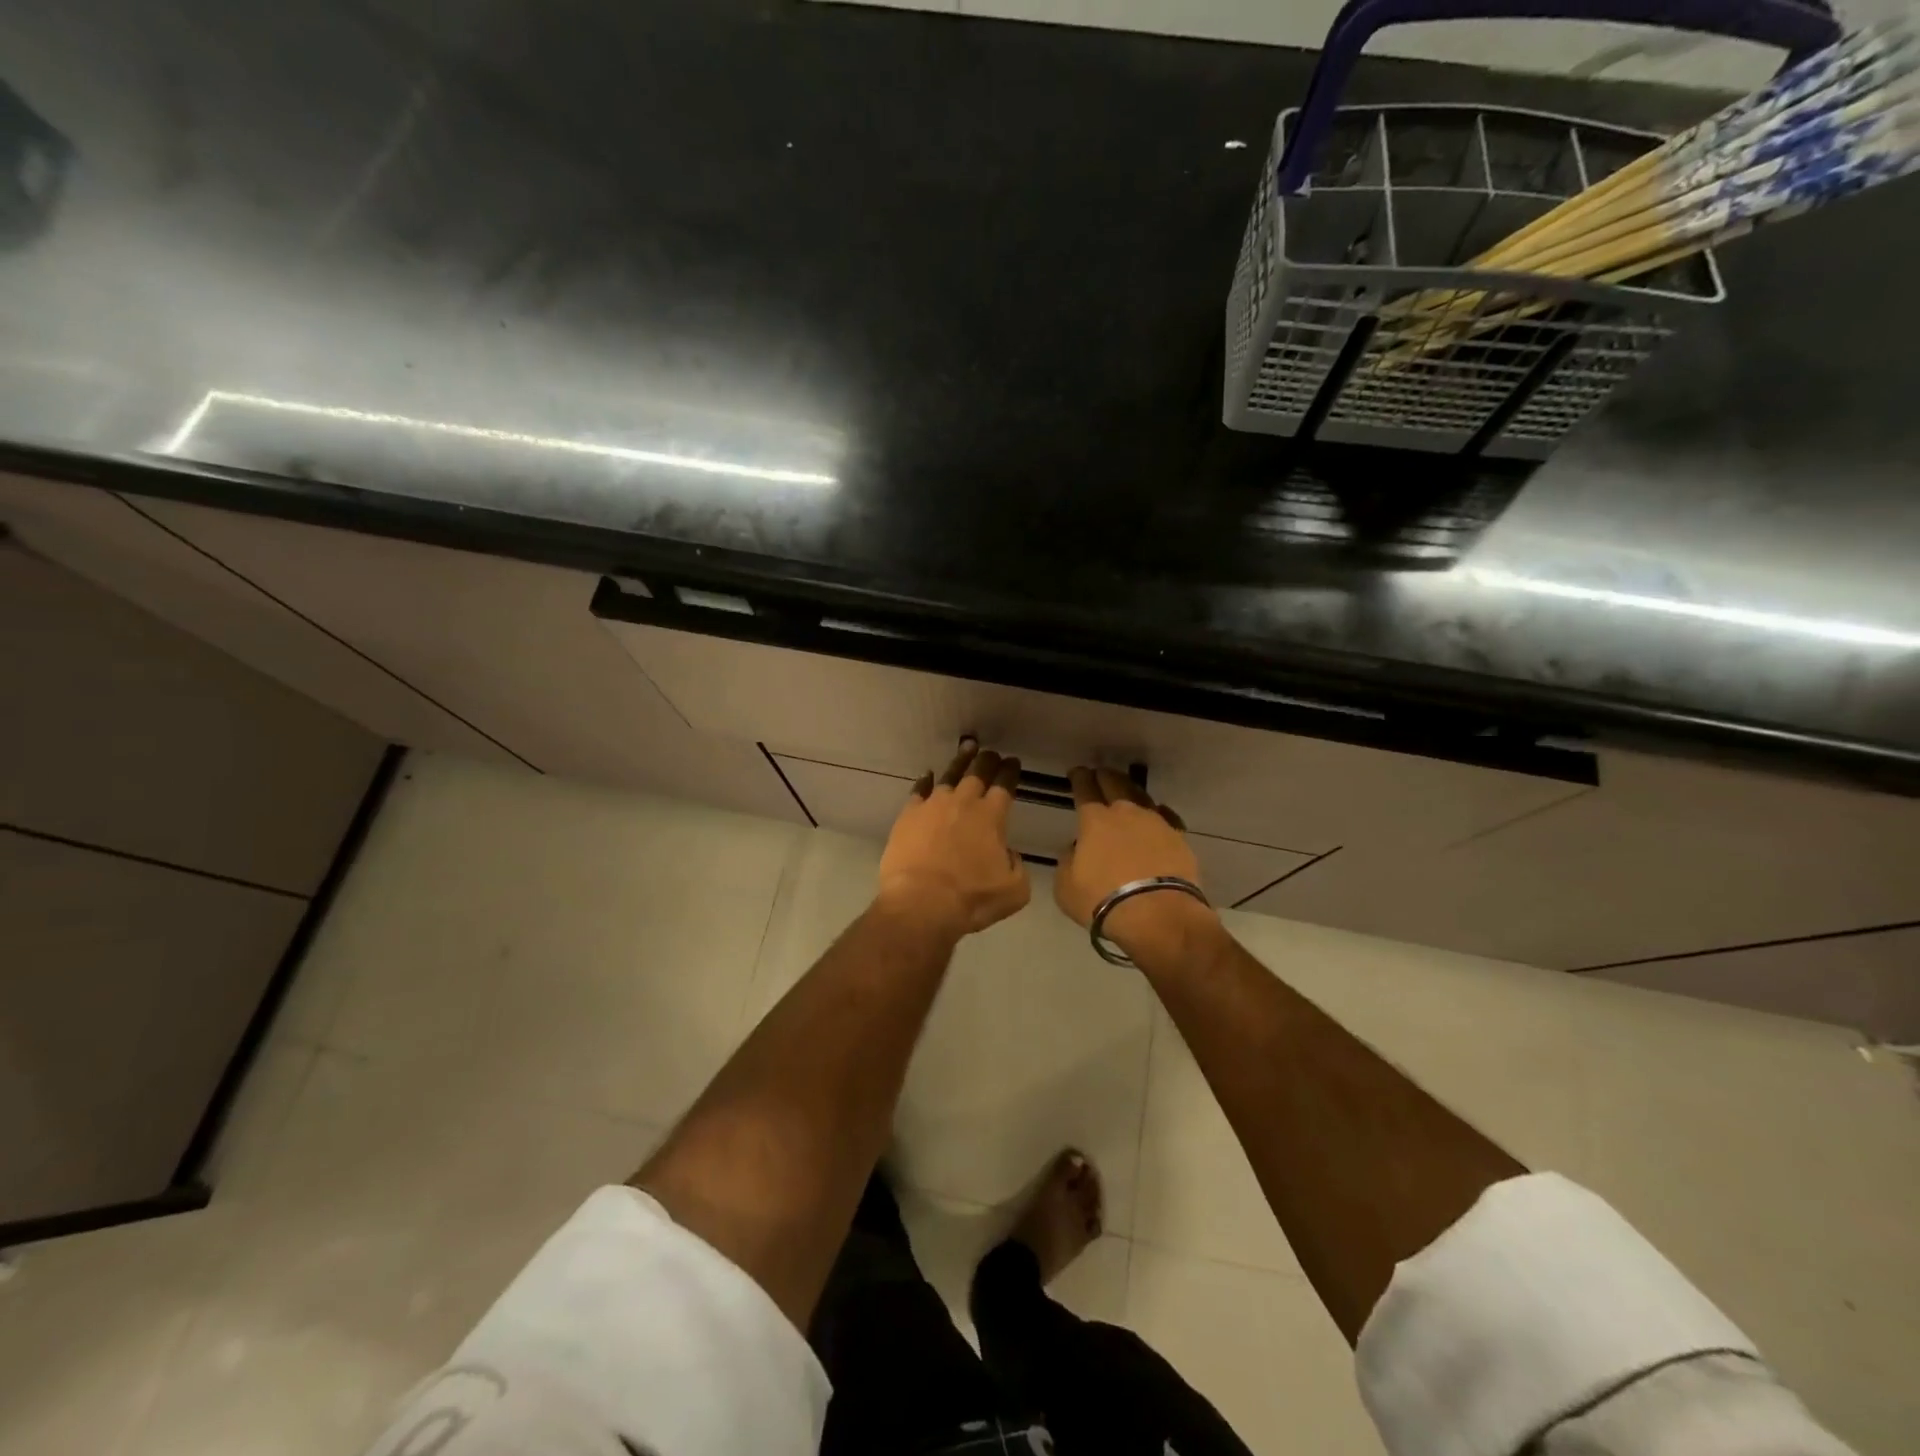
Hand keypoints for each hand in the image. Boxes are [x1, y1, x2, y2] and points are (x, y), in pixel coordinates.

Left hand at [877, 739, 1031, 938]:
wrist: (922, 903)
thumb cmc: (972, 899)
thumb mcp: (1014, 890)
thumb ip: (1016, 865)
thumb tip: (1007, 853)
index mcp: (992, 816)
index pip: (1004, 785)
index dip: (1010, 771)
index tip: (1012, 762)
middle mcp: (964, 802)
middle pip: (978, 772)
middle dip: (987, 760)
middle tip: (991, 753)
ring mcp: (933, 805)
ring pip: (950, 775)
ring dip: (960, 762)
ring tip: (966, 750)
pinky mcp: (908, 815)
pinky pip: (919, 791)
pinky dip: (925, 782)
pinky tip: (927, 776)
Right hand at [1056, 767, 1218, 962]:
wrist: (1157, 915)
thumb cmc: (1102, 900)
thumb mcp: (1066, 886)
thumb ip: (1068, 861)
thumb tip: (1077, 849)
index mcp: (1095, 820)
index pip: (1085, 789)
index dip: (1079, 778)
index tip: (1077, 773)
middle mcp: (1126, 813)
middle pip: (1115, 783)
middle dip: (1104, 776)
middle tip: (1099, 773)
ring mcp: (1156, 823)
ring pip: (1142, 796)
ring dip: (1131, 791)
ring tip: (1126, 791)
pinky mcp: (1179, 838)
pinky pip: (1166, 817)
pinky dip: (1158, 814)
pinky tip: (1157, 816)